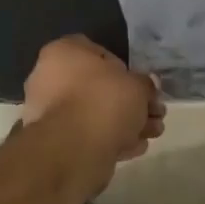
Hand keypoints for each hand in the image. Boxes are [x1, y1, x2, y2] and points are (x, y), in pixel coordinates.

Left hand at [21, 36, 164, 194]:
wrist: (74, 150)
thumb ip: (145, 84)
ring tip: (153, 133)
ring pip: (95, 114)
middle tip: (155, 113)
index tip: (142, 85)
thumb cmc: (104, 101)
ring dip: (126, 123)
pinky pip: (88, 135)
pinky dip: (112, 139)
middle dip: (130, 102)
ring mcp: (50, 113)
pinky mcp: (55, 143)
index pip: (98, 53)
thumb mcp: (137, 85)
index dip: (125, 70)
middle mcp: (49, 79)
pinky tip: (136, 147)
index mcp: (62, 53)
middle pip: (99, 88)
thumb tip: (147, 86)